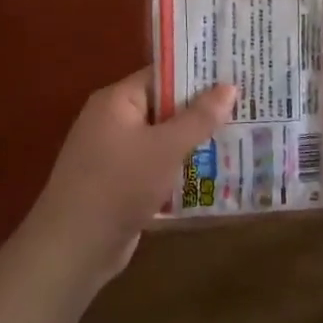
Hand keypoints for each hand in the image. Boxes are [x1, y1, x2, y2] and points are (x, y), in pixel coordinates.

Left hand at [20, 68, 236, 288]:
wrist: (75, 246)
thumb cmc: (119, 185)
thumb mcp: (166, 148)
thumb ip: (199, 118)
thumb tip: (230, 86)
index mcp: (116, 101)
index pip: (162, 76)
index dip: (198, 75)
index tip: (235, 76)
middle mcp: (112, 121)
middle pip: (164, 107)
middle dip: (202, 112)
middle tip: (246, 108)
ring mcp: (115, 154)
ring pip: (163, 140)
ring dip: (194, 143)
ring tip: (240, 139)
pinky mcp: (120, 183)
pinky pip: (156, 166)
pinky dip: (179, 169)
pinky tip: (213, 174)